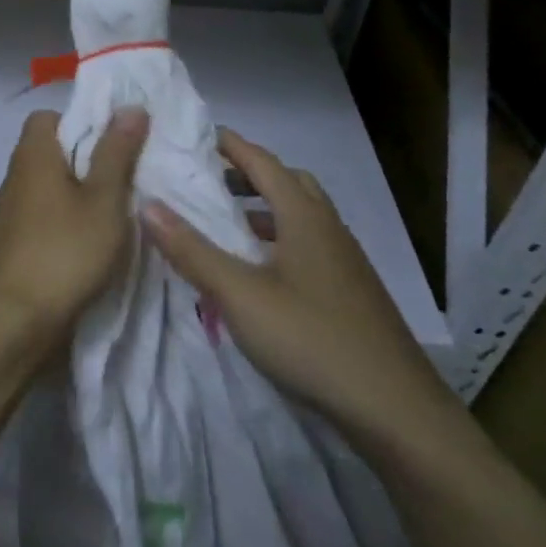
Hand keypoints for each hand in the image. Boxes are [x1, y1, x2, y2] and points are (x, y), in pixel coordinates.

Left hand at [0, 107, 147, 351]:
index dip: (81, 120)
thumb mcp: (103, 200)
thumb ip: (116, 152)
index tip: (113, 140)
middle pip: (51, 149)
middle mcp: (16, 175)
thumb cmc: (65, 251)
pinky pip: (44, 212)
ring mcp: (11, 210)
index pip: (48, 116)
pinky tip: (92, 238)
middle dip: (87, 157)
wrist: (16, 320)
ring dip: (79, 190)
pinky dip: (66, 216)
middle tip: (124, 174)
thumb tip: (130, 106)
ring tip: (115, 207)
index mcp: (33, 155)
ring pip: (49, 184)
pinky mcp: (14, 241)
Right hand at [143, 127, 458, 453]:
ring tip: (229, 224)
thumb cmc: (312, 340)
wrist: (397, 412)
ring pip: (302, 217)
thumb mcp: (239, 295)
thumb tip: (147, 205)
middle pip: (289, 183)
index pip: (264, 163)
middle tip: (211, 181)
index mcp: (305, 218)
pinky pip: (310, 247)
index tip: (198, 134)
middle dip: (250, 174)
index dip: (231, 146)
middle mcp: (329, 230)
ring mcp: (346, 263)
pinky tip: (261, 273)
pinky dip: (280, 241)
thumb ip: (192, 250)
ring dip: (266, 209)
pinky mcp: (352, 294)